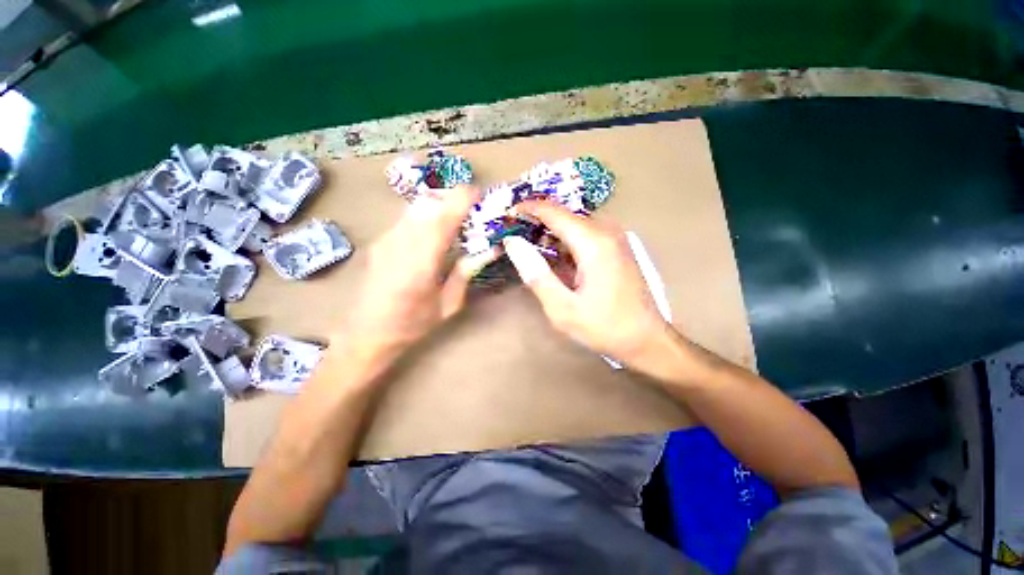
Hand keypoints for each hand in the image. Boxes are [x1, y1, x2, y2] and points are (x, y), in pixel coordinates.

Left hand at [346, 185, 498, 357]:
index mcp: (420, 264)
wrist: (365, 334)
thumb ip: (466, 274)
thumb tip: (489, 250)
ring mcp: (386, 240)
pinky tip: (434, 233)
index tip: (479, 194)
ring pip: (416, 207)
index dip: (461, 200)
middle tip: (472, 209)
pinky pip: (407, 218)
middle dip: (452, 198)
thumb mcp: (448, 305)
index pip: (442, 219)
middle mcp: (400, 244)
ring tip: (455, 220)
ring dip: (439, 206)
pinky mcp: (380, 241)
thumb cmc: (411, 325)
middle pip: (427, 204)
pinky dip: (426, 215)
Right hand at [502, 201, 668, 366]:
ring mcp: (614, 237)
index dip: (527, 209)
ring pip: (573, 224)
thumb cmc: (604, 327)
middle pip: (563, 215)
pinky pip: (583, 234)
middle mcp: (606, 231)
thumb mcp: (562, 308)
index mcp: (593, 243)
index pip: (553, 212)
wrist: (647, 339)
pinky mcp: (615, 246)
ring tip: (528, 249)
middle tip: (513, 238)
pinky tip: (553, 259)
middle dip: (536, 222)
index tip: (506, 216)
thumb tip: (513, 243)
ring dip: (549, 233)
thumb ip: (536, 274)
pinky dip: (564, 242)